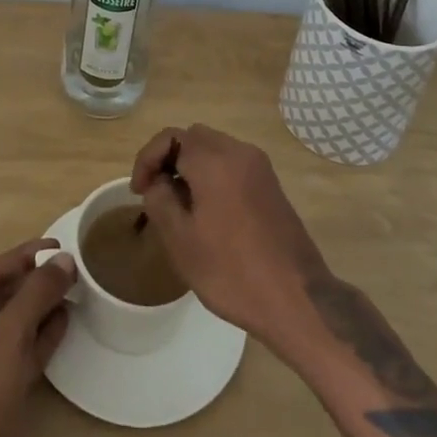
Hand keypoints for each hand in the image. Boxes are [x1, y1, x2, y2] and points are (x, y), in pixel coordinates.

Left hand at [0, 239, 75, 436]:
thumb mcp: (8, 339)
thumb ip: (35, 295)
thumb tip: (64, 260)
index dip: (22, 256)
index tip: (55, 246)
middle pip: (3, 297)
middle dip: (35, 280)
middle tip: (69, 267)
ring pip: (15, 324)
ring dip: (42, 306)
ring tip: (73, 290)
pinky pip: (22, 351)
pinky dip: (42, 335)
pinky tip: (66, 322)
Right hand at [129, 125, 326, 355]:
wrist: (298, 300)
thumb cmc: (232, 271)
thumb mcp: (181, 241)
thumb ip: (160, 200)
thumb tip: (158, 182)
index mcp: (215, 160)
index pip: (171, 137)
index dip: (148, 159)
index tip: (139, 191)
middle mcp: (239, 152)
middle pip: (194, 137)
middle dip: (169, 159)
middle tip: (155, 194)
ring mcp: (260, 168)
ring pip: (215, 150)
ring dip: (191, 167)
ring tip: (178, 205)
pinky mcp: (271, 185)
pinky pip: (233, 165)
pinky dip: (213, 175)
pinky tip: (208, 212)